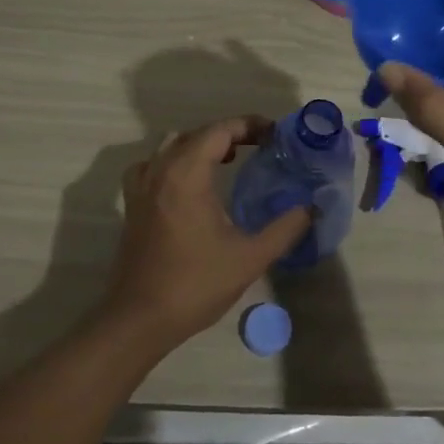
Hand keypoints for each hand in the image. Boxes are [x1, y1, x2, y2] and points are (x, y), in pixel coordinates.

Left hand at [101, 117, 311, 349]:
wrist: (139, 318)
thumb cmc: (195, 284)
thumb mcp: (249, 258)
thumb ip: (284, 229)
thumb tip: (311, 208)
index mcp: (187, 173)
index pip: (220, 130)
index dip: (249, 125)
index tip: (275, 134)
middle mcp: (161, 169)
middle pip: (198, 133)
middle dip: (230, 133)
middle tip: (260, 146)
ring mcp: (142, 185)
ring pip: (172, 144)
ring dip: (201, 144)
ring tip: (228, 159)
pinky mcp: (132, 203)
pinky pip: (153, 164)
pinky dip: (173, 160)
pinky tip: (187, 182)